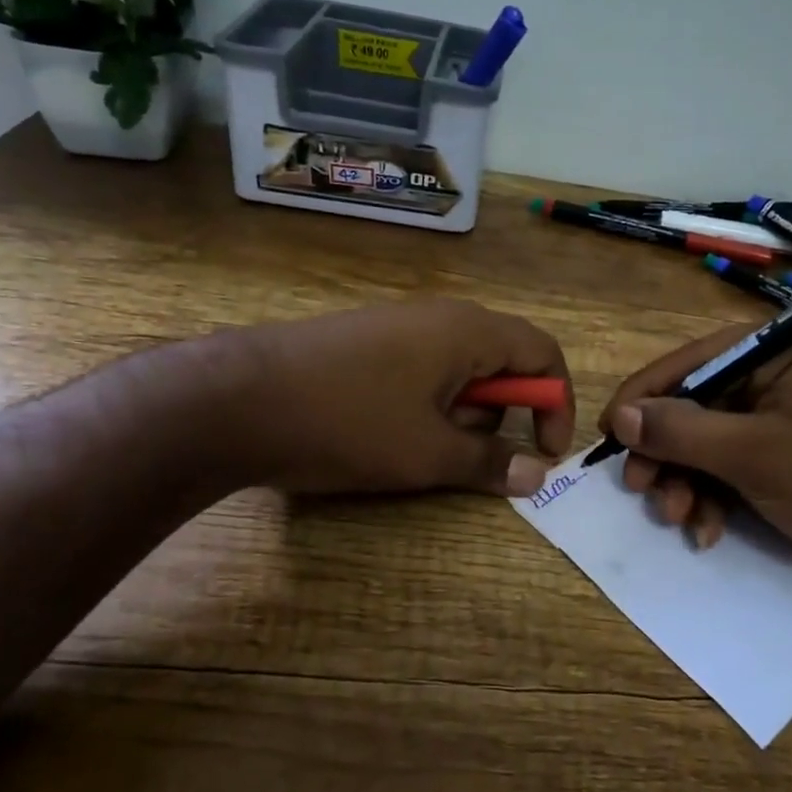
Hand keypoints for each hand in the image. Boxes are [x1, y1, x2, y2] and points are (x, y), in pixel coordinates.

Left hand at [233, 299, 574, 495]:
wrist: (235, 399)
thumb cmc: (349, 423)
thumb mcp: (428, 454)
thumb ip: (490, 462)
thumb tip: (537, 474)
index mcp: (468, 331)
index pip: (542, 353)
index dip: (557, 403)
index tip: (548, 452)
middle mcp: (438, 317)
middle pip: (500, 360)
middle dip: (499, 413)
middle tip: (466, 454)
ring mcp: (396, 326)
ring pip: (456, 370)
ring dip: (457, 413)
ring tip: (415, 448)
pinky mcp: (364, 342)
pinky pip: (418, 370)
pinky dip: (423, 405)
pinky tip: (382, 432)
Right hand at [599, 325, 791, 596]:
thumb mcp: (755, 455)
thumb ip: (682, 431)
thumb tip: (621, 417)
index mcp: (782, 347)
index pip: (692, 360)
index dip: (645, 396)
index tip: (608, 433)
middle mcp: (779, 370)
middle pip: (695, 403)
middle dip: (667, 451)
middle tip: (640, 488)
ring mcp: (782, 413)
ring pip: (707, 439)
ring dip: (685, 481)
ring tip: (677, 517)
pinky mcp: (784, 452)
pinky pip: (730, 464)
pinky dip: (713, 496)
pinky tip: (707, 530)